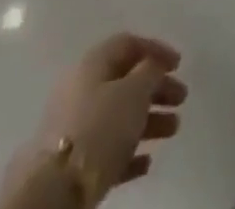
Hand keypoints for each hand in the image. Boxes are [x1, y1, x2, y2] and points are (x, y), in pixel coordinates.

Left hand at [0, 33, 184, 208]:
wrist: (53, 191)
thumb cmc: (99, 128)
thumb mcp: (134, 91)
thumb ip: (150, 72)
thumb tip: (153, 66)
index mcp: (93, 64)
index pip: (128, 44)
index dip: (156, 50)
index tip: (179, 64)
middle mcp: (82, 90)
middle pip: (126, 82)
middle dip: (156, 89)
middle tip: (181, 98)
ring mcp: (75, 128)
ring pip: (119, 117)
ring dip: (149, 121)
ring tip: (173, 130)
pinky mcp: (73, 165)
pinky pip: (107, 150)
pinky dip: (129, 152)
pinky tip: (146, 163)